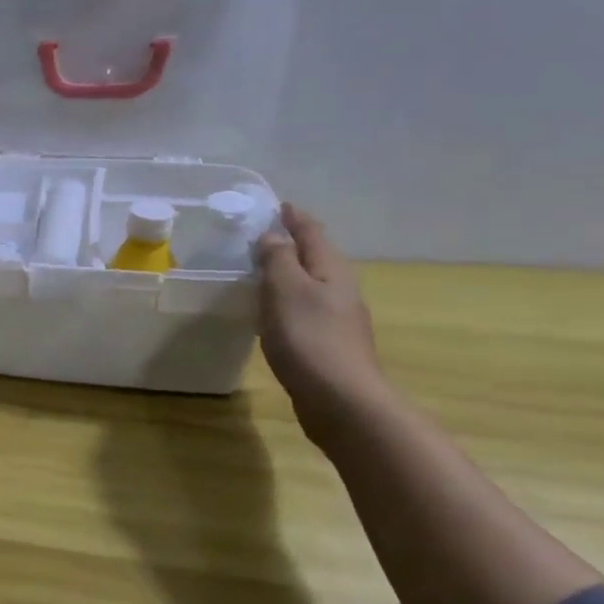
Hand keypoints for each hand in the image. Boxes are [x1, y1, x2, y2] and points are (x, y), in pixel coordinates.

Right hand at [256, 204, 385, 427]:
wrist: (341, 400)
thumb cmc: (309, 338)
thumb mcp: (285, 291)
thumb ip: (278, 259)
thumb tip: (274, 234)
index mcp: (331, 270)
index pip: (312, 233)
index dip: (294, 217)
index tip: (277, 204)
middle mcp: (340, 289)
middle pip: (316, 256)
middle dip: (293, 243)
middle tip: (262, 235)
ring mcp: (338, 318)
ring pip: (311, 284)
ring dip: (289, 273)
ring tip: (262, 270)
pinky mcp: (328, 343)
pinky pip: (305, 309)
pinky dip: (288, 300)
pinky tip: (272, 311)